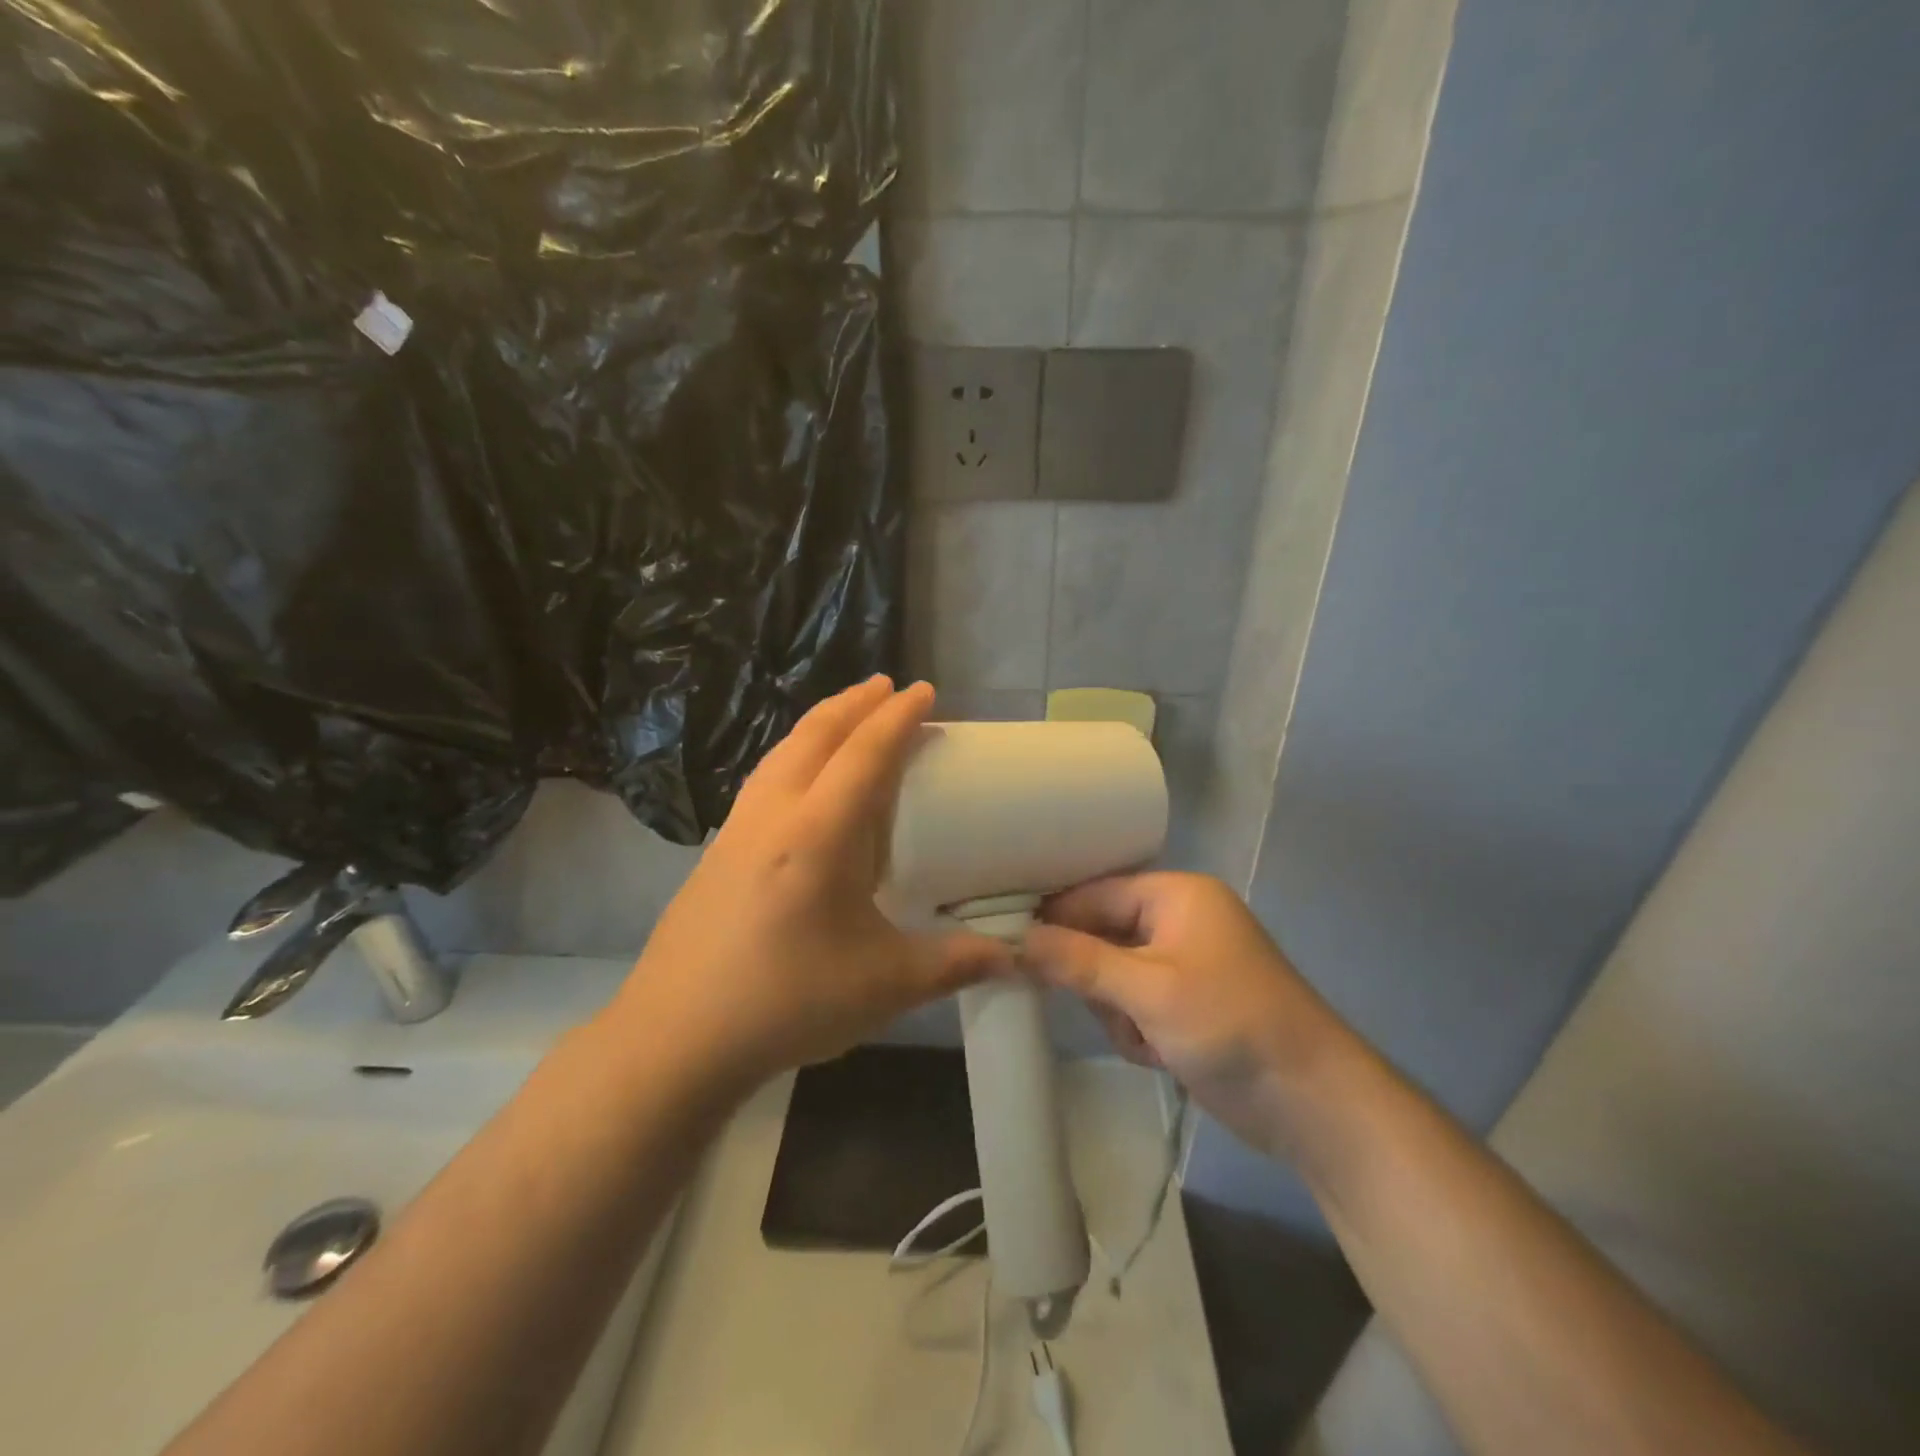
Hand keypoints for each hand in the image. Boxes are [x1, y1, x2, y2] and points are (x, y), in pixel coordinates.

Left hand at [606, 677, 1012, 1096]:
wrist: (675, 1038)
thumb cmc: (786, 1003)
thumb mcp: (884, 985)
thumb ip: (954, 964)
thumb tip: (1013, 957)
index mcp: (819, 834)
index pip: (865, 753)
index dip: (898, 717)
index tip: (923, 690)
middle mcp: (774, 815)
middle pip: (815, 735)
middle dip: (855, 702)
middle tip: (887, 686)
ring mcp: (736, 830)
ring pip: (781, 752)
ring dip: (819, 724)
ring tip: (847, 717)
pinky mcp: (715, 851)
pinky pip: (763, 779)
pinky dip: (793, 755)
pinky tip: (799, 781)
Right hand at [1021, 873, 1358, 1155]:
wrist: (1311, 1103)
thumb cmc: (1230, 1026)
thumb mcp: (1149, 991)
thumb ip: (1079, 961)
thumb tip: (1017, 939)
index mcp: (1175, 895)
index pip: (1093, 893)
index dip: (1053, 919)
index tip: (1010, 945)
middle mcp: (1177, 919)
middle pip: (1101, 935)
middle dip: (1097, 980)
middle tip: (1106, 1010)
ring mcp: (1183, 963)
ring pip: (1111, 975)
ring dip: (1118, 1012)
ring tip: (1146, 1039)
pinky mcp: (1185, 1003)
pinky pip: (1133, 1003)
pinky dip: (1137, 1030)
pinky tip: (1159, 1054)